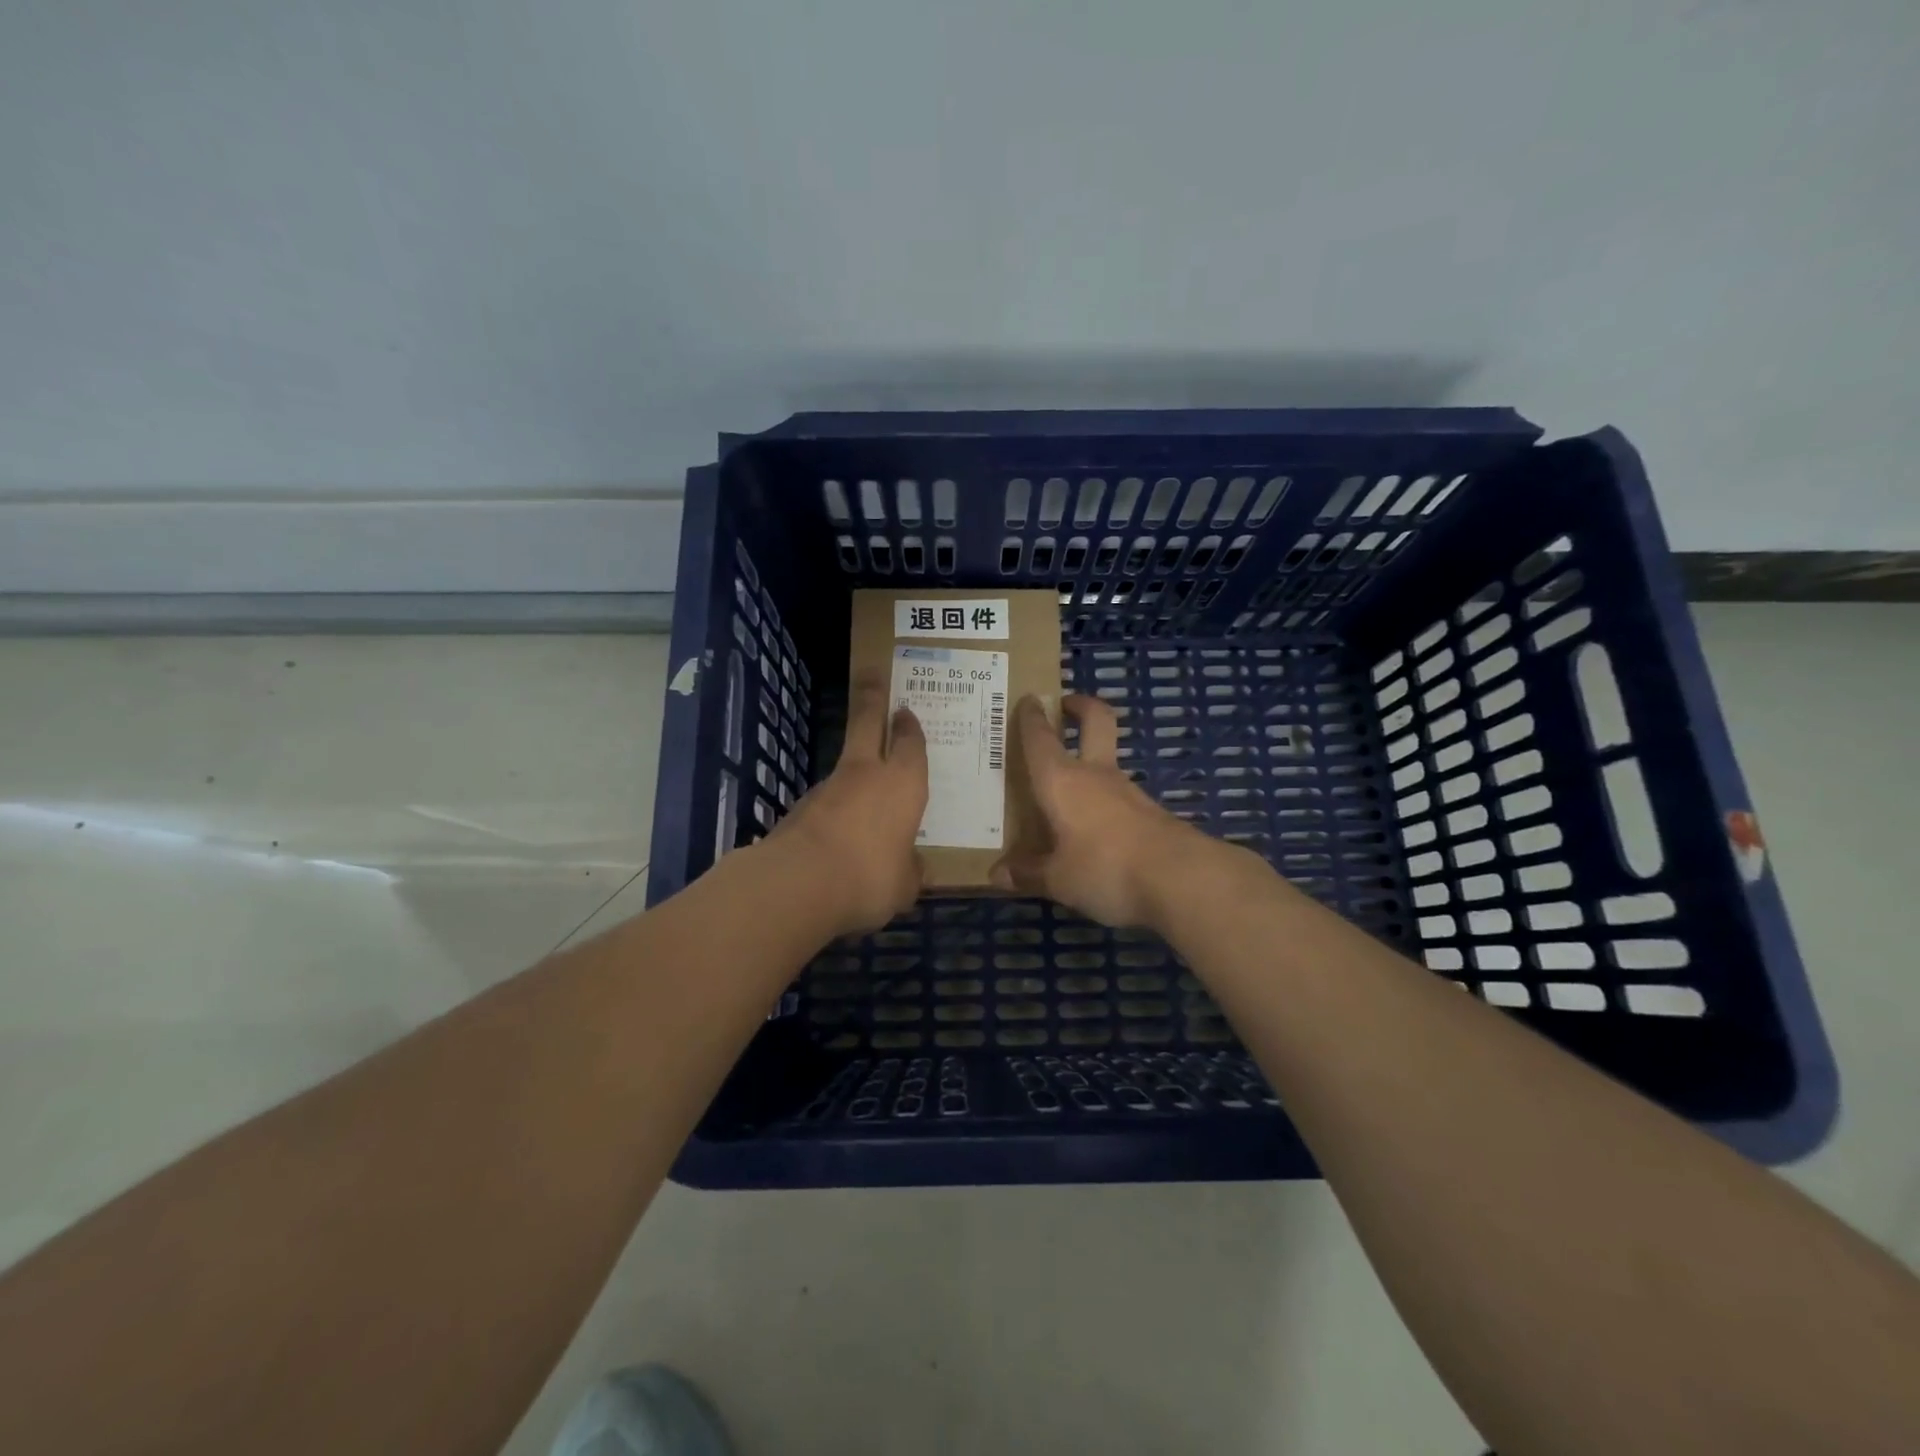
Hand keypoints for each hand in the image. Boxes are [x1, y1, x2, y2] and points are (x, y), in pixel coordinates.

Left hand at [768, 671, 927, 935]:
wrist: (798, 883)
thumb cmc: (870, 877)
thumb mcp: (904, 885)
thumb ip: (909, 870)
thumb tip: (913, 867)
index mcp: (902, 784)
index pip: (910, 744)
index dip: (910, 728)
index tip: (905, 711)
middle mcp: (866, 775)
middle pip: (867, 723)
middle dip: (872, 698)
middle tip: (872, 676)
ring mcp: (827, 788)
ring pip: (844, 766)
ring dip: (853, 770)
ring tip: (862, 796)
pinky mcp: (799, 809)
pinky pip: (825, 804)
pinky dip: (833, 812)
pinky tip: (837, 839)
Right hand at [990, 693, 1222, 927]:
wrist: (1181, 878)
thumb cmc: (1105, 868)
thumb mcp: (1059, 880)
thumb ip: (1028, 873)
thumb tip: (997, 873)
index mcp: (1062, 781)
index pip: (1040, 738)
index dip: (1031, 717)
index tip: (1028, 700)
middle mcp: (1095, 775)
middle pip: (1095, 721)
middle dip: (1081, 707)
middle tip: (1066, 704)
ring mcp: (1128, 791)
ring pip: (1107, 762)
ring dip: (1091, 761)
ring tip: (1067, 789)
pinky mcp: (1151, 813)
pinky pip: (1118, 798)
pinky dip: (1104, 801)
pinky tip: (1093, 829)